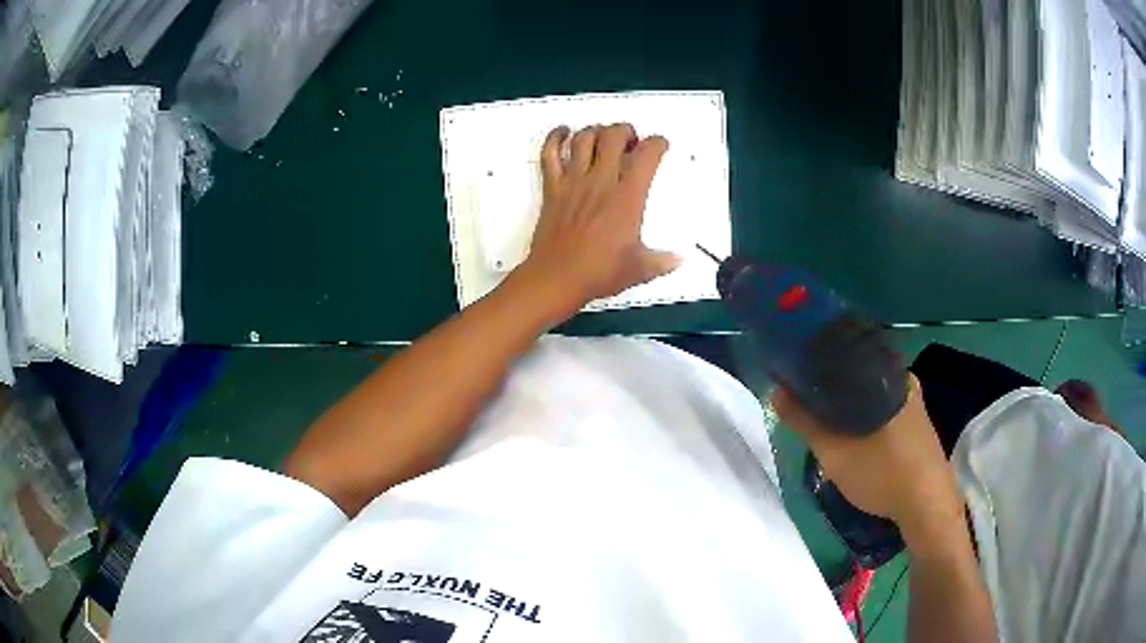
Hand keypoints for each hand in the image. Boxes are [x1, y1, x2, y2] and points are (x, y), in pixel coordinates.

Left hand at [511, 123, 680, 317]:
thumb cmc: (599, 272)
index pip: (647, 155)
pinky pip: (549, 154)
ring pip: (584, 138)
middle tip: (630, 141)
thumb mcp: (639, 269)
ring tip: (603, 137)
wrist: (557, 278)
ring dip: (596, 131)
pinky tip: (563, 132)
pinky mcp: (552, 187)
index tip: (660, 146)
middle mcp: (601, 181)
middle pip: (614, 136)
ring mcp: (574, 181)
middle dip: (626, 131)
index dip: (657, 143)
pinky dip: (555, 137)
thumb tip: (679, 260)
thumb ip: (662, 262)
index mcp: (628, 197)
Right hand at [771, 375, 963, 539]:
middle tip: (807, 399)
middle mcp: (903, 380)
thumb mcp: (835, 453)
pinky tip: (854, 432)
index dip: (817, 361)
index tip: (795, 372)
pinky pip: (883, 406)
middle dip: (831, 384)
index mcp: (887, 375)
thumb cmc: (882, 474)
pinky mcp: (918, 420)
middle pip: (858, 372)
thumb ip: (805, 422)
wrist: (928, 506)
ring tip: (825, 415)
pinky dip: (865, 412)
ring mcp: (914, 401)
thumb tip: (776, 390)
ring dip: (849, 402)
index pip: (844, 353)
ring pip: (871, 391)